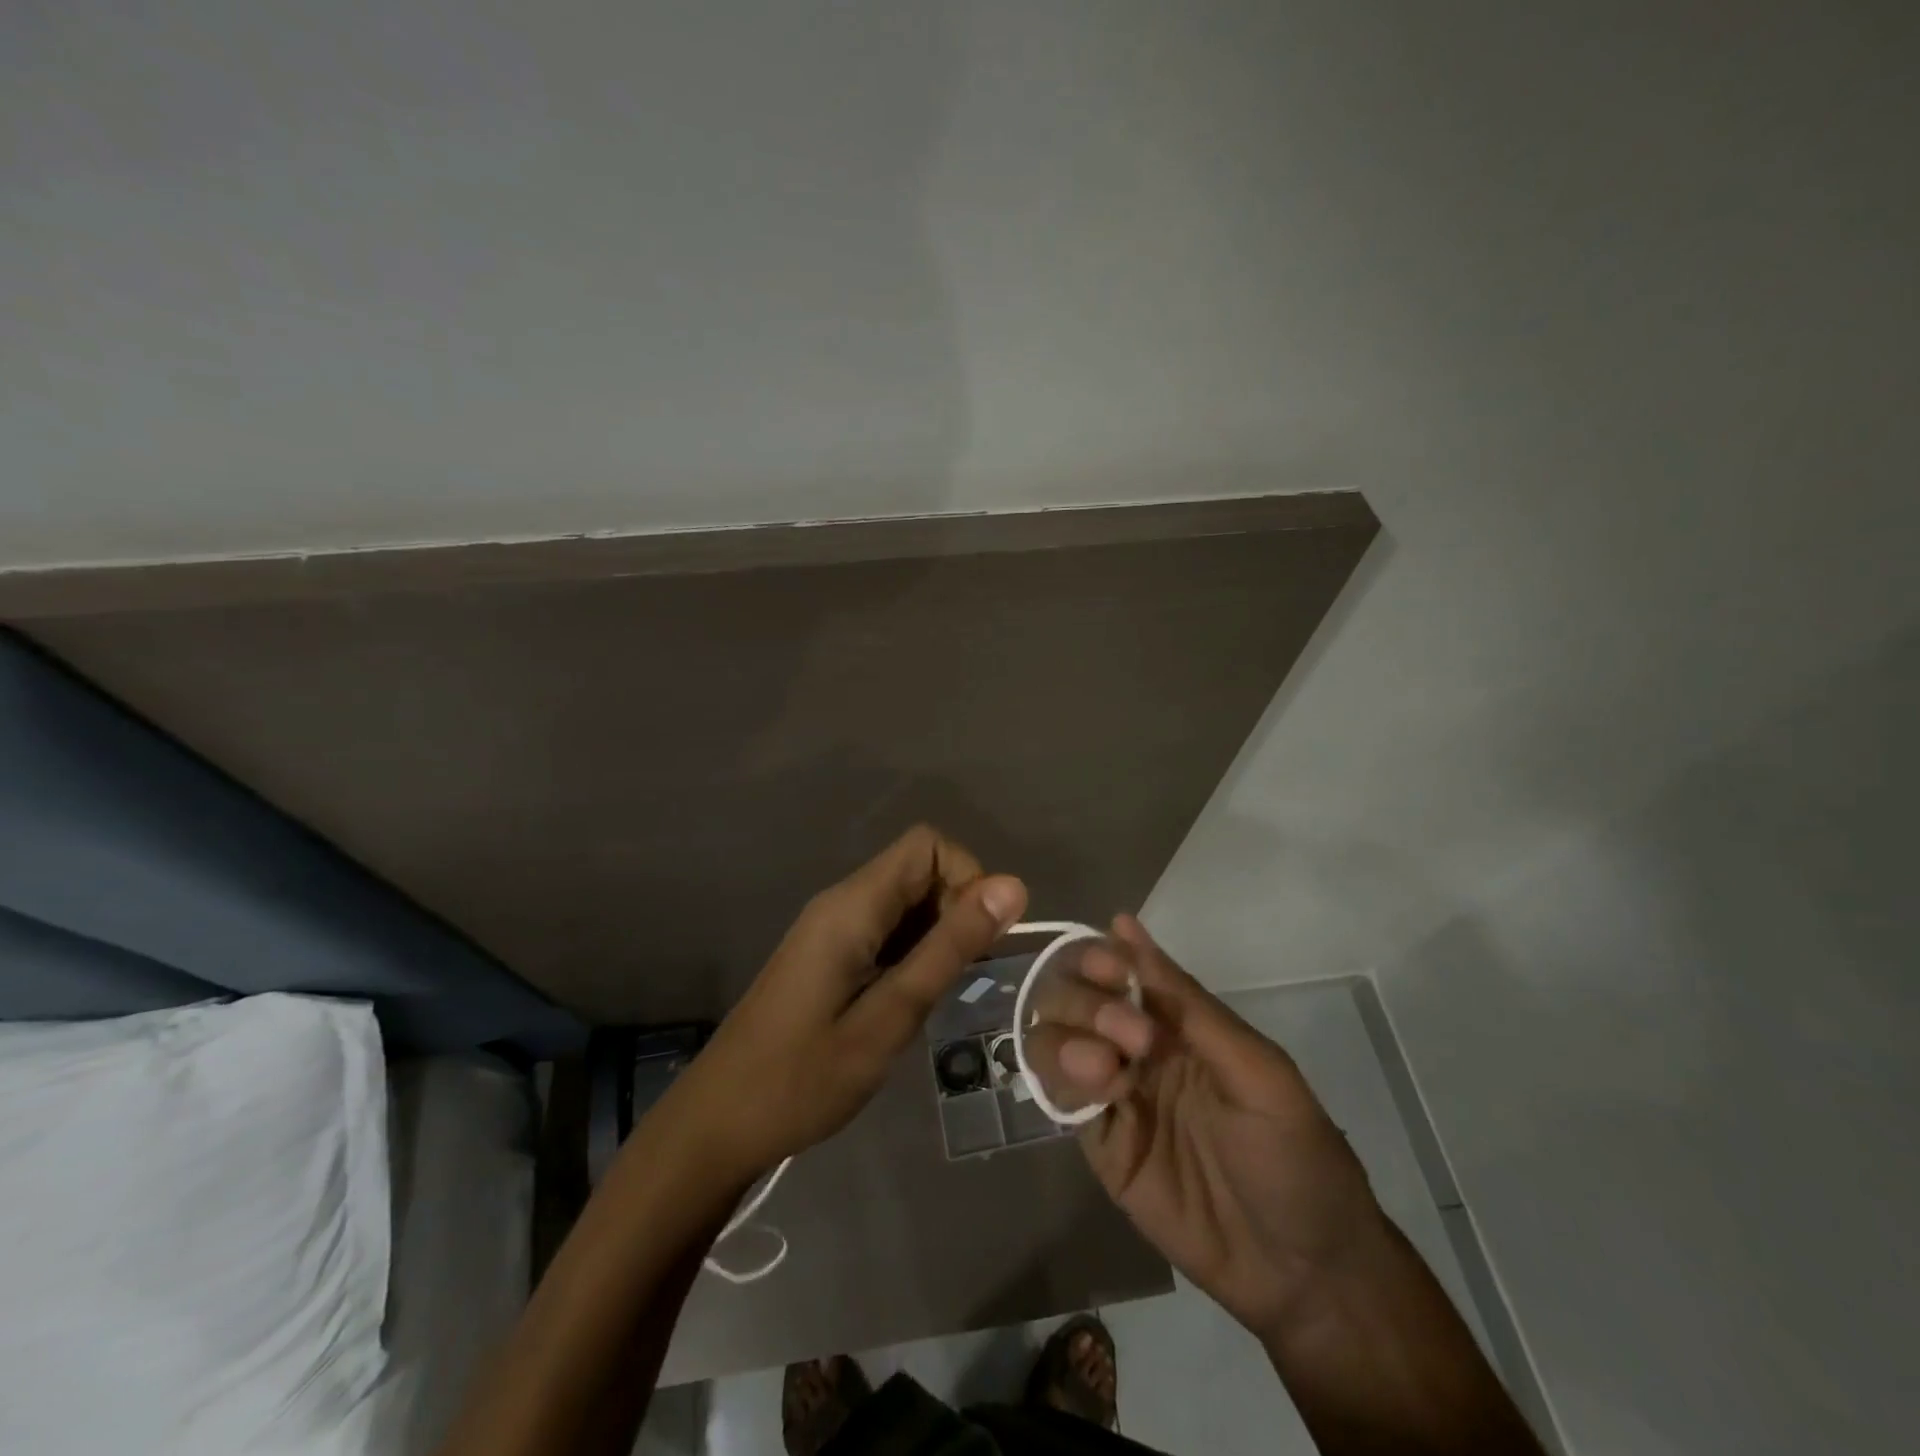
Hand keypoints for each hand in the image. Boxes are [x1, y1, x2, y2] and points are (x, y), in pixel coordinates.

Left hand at [668, 826, 1026, 1178]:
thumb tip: (1014, 886)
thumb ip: (949, 949)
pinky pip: (886, 928)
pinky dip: (913, 951)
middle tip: (960, 978)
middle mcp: (841, 901)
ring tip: (935, 996)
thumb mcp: (889, 1017)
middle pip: (918, 869)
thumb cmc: (802, 1079)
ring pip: (905, 900)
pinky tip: (910, 1000)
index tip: (979, 940)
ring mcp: (831, 927)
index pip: (927, 845)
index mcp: (852, 906)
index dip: (967, 877)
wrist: (717, 1125)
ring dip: (937, 934)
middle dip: (956, 910)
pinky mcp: (828, 952)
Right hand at [1035, 916, 1388, 1345]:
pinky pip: (1056, 1095)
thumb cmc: (1294, 1156)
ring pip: (1052, 1037)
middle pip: (1073, 995)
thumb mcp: (1255, 1070)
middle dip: (1088, 1002)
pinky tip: (1099, 1096)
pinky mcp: (1099, 1142)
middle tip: (1130, 1039)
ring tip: (1107, 1072)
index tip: (1112, 972)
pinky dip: (1062, 1081)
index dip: (1100, 957)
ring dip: (1067, 1038)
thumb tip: (1123, 923)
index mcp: (1176, 1020)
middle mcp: (1135, 1045)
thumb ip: (1186, 1003)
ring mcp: (1113, 1093)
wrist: (1303, 1275)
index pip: (1116, 964)